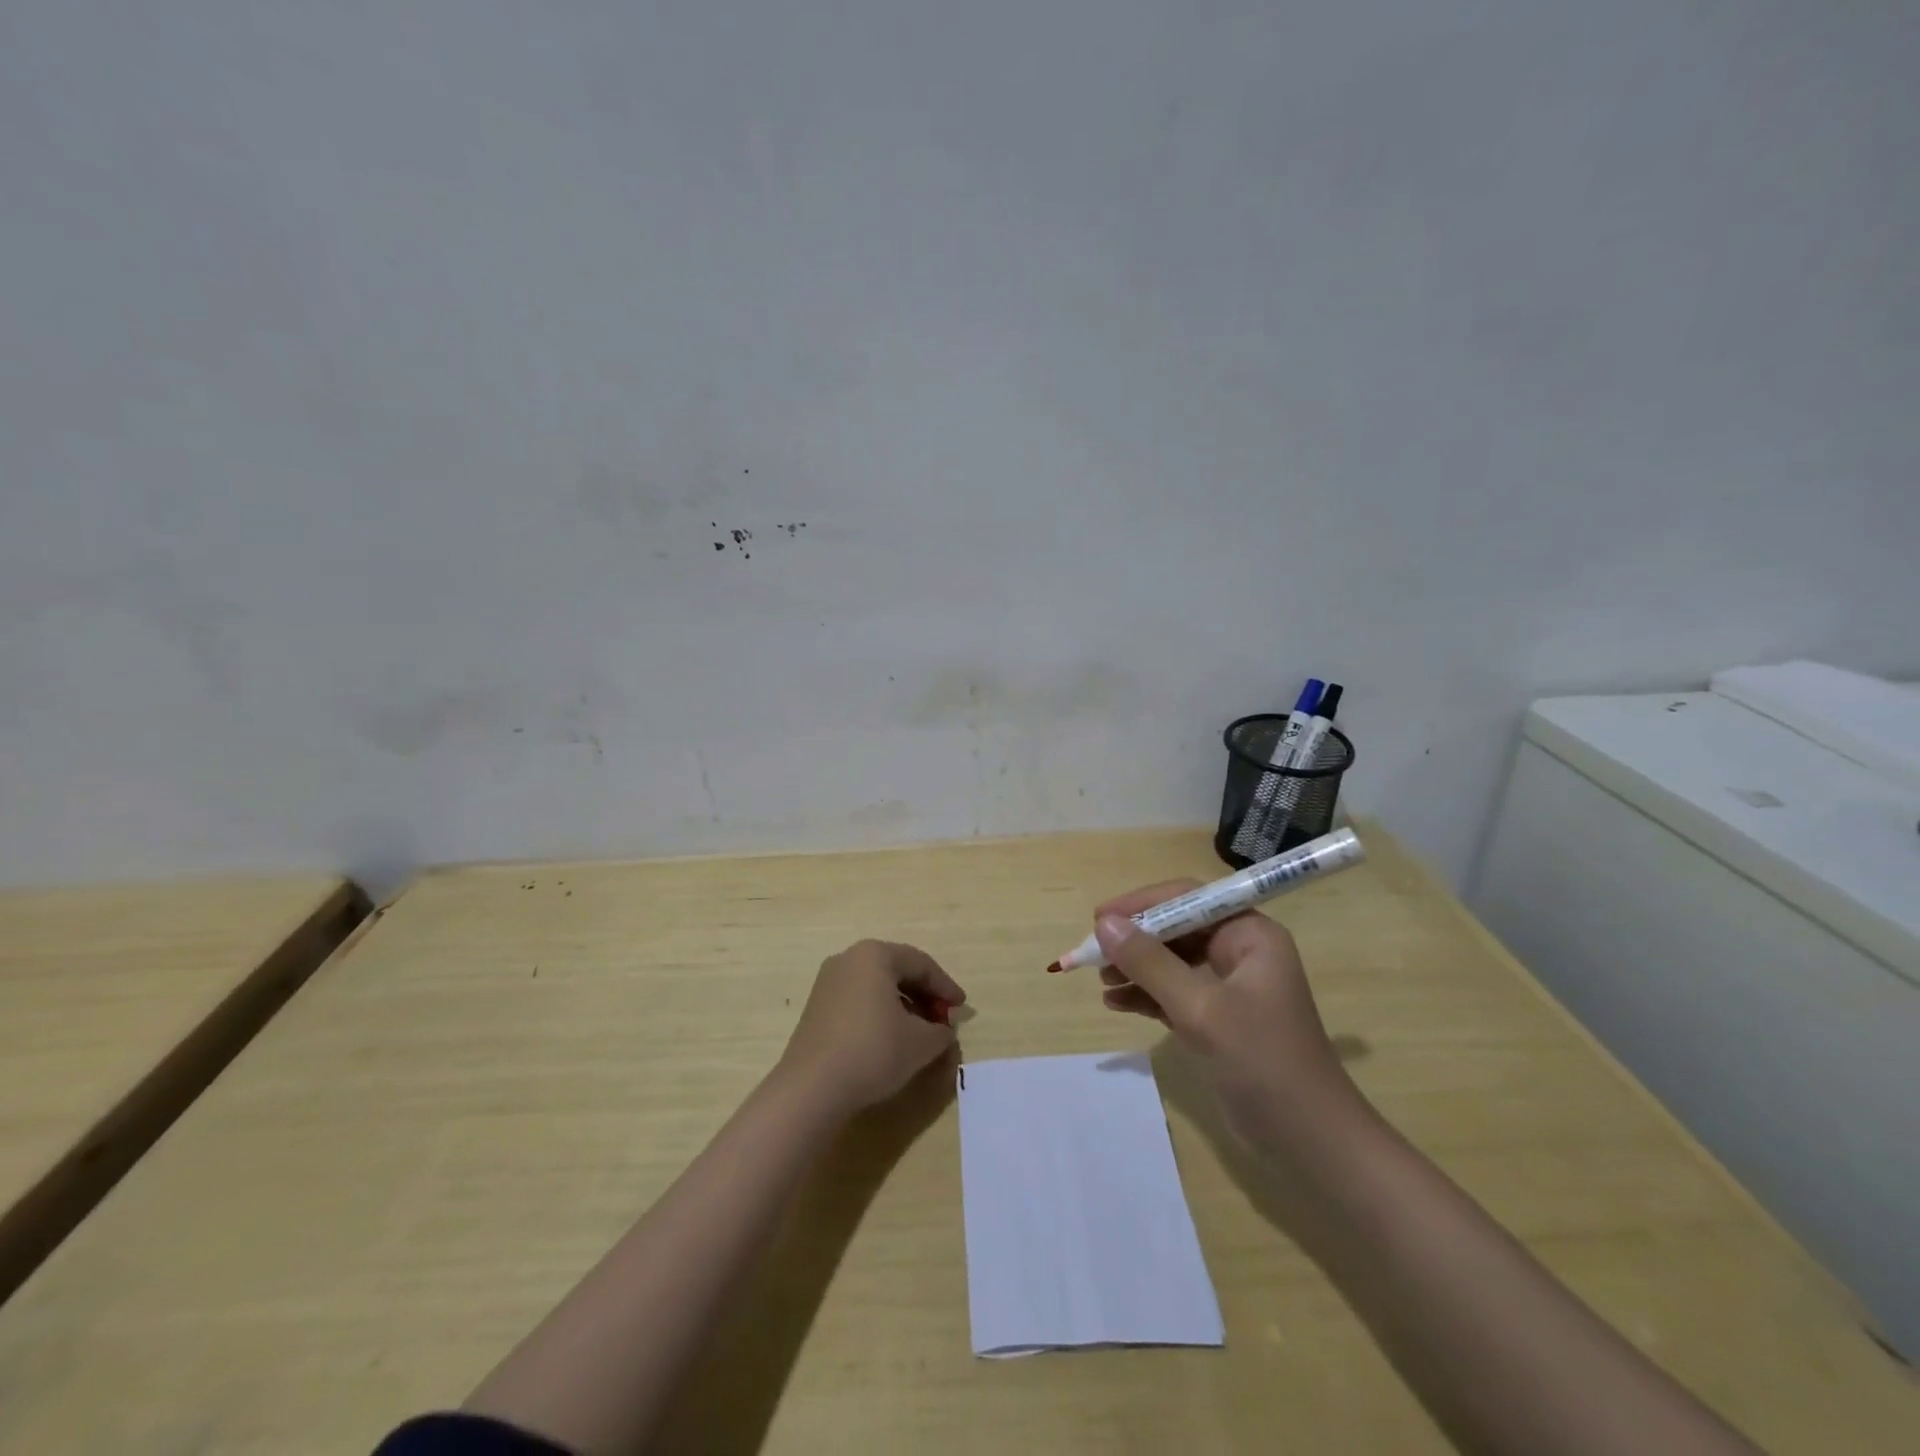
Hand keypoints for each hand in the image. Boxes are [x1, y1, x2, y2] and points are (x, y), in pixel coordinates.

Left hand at [779, 940, 965, 1116]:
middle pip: (897, 971)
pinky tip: (891, 1040)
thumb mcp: (921, 1043)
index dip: (946, 986)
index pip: (921, 963)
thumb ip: (942, 1032)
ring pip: (877, 987)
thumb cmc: (873, 1051)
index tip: (962, 1009)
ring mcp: (828, 983)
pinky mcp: (817, 1008)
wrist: (812, 1088)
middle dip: (925, 996)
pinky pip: (859, 1001)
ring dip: (904, 1006)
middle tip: (944, 1020)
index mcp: (875, 955)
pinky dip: (881, 1014)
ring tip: (921, 1033)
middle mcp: (849, 959)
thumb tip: (945, 1032)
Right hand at [1092, 883, 1358, 1147]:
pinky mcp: (1219, 1019)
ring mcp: (1230, 987)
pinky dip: (1146, 995)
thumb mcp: (1201, 1009)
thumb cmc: (1262, 1063)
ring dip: (1136, 968)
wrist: (1311, 1143)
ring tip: (1102, 982)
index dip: (1142, 904)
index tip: (1100, 918)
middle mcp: (1241, 952)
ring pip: (1171, 961)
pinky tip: (1116, 1003)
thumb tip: (1104, 924)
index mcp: (1250, 935)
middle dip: (1135, 940)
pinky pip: (1174, 993)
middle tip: (1094, 954)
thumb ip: (1151, 963)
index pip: (1188, 899)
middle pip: (1177, 929)